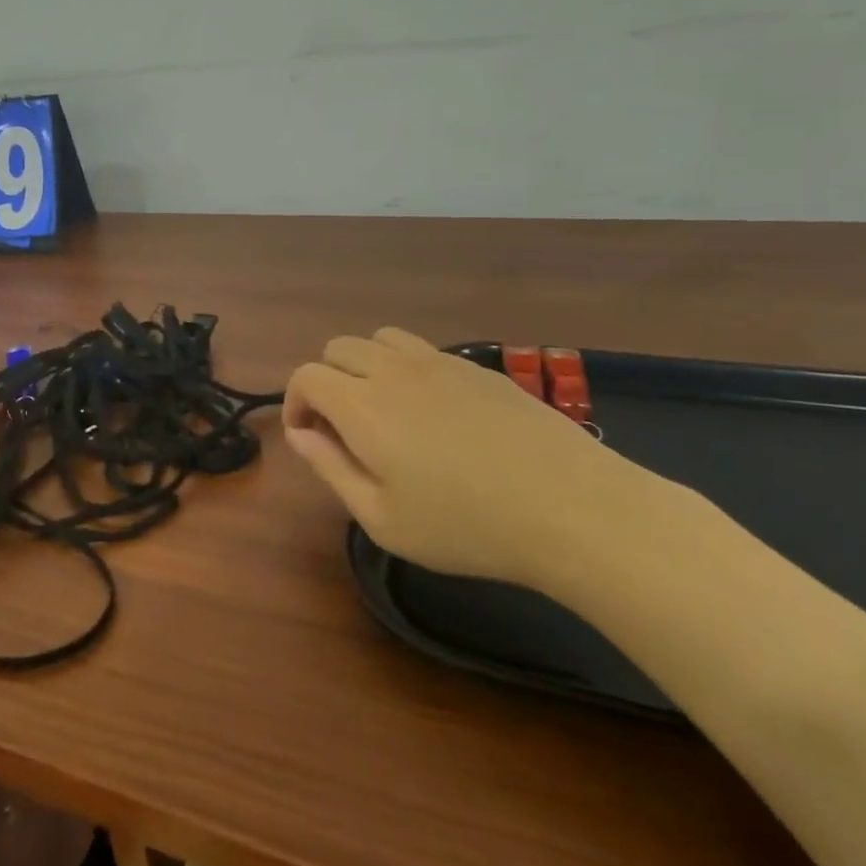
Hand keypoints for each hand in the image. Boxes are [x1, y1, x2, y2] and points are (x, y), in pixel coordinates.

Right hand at [283, 328, 641, 586]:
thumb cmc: (466, 526)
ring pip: (380, 339)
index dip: (295, 403)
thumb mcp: (383, 520)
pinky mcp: (477, 367)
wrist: (570, 507)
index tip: (309, 438)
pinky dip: (407, 369)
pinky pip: (423, 350)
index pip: (306, 375)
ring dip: (366, 366)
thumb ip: (331, 470)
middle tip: (345, 429)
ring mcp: (440, 362)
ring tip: (385, 411)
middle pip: (338, 348)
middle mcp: (394, 370)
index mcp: (362, 406)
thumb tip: (301, 436)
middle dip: (327, 382)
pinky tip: (435, 412)